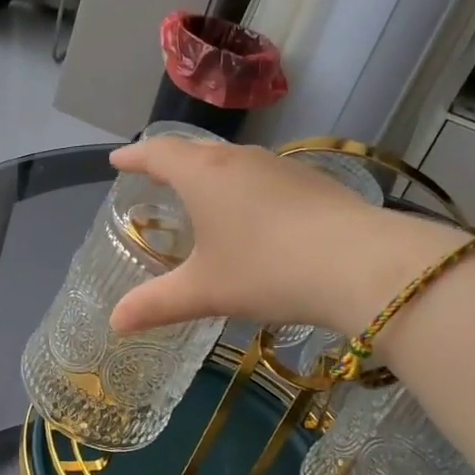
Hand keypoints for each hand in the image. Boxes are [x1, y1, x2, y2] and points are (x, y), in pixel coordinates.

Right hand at [107, 138, 458, 338]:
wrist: (360, 264)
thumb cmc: (267, 270)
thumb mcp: (205, 291)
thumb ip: (155, 305)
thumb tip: (114, 323)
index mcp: (204, 174)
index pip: (158, 153)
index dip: (134, 157)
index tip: (117, 160)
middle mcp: (240, 159)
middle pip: (195, 151)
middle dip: (171, 162)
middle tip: (156, 176)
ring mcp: (281, 166)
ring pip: (233, 162)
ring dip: (211, 174)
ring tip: (203, 196)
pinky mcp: (313, 182)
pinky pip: (264, 177)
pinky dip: (245, 189)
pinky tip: (257, 217)